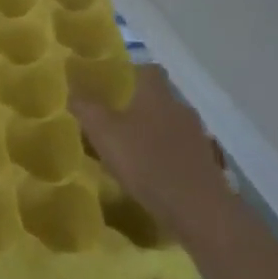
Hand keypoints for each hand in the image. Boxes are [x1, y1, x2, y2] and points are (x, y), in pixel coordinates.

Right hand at [71, 64, 228, 238]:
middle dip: (139, 107)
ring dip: (153, 134)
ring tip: (130, 152)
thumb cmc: (146, 161)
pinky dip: (166, 157)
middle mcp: (180, 108)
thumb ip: (86, 108)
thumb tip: (71, 85)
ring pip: (170, 126)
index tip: (113, 86)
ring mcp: (197, 136)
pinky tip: (151, 175)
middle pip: (159, 99)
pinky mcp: (206, 163)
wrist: (197, 208)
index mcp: (156, 94)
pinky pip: (180, 151)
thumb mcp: (104, 133)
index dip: (131, 73)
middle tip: (114, 122)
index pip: (148, 69)